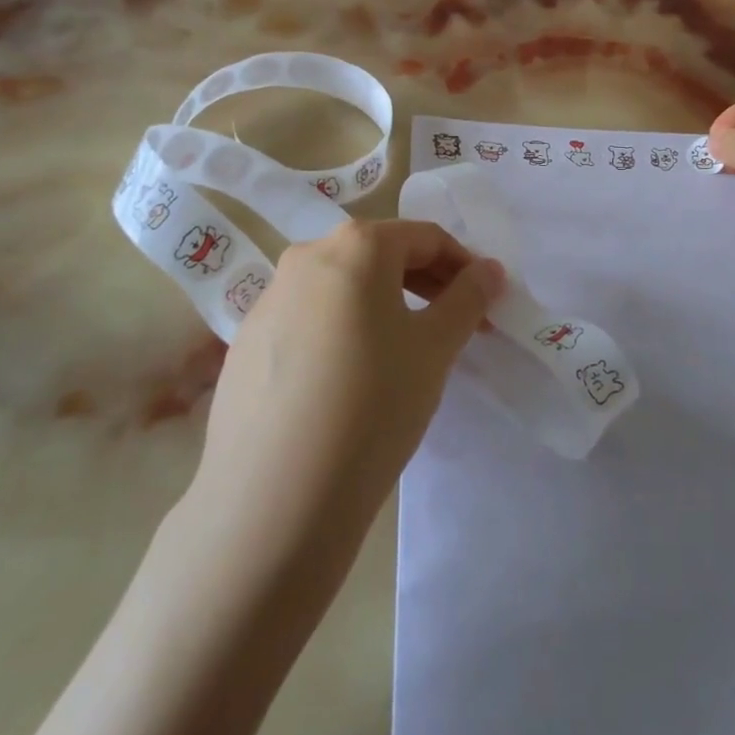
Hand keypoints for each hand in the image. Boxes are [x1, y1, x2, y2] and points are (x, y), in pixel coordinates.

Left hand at [196, 220, 505, 529]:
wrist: (274, 496)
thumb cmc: (373, 404)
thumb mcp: (435, 348)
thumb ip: (468, 298)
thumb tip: (489, 269)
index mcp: (356, 245)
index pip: (426, 237)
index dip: (464, 266)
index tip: (486, 303)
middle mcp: (306, 257)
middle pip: (381, 257)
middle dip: (426, 285)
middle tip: (456, 327)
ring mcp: (269, 299)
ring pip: (342, 288)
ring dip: (384, 307)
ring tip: (406, 355)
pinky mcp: (245, 343)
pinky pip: (309, 321)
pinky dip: (342, 332)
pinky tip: (350, 382)